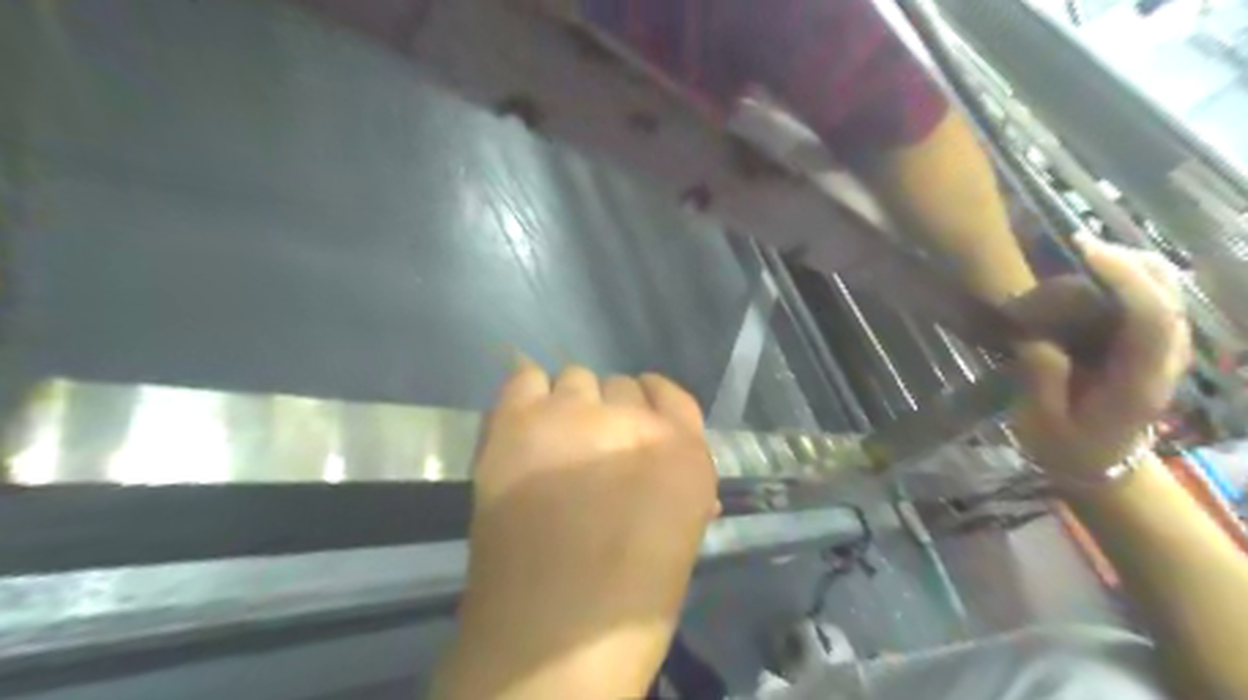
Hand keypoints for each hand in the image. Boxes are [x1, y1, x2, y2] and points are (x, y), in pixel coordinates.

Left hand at [435, 360, 717, 699]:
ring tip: (555, 442)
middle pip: (622, 385)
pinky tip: (525, 427)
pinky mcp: (518, 423)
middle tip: (592, 449)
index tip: (639, 417)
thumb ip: (679, 488)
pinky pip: (526, 378)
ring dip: (571, 405)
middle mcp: (632, 421)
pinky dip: (528, 396)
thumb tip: (668, 465)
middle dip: (611, 413)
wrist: (547, 640)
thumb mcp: (680, 538)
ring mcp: (572, 416)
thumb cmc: (628, 603)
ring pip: (576, 378)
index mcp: (683, 452)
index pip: (672, 395)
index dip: (653, 403)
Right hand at [1014, 236, 1186, 474]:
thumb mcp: (1042, 423)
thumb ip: (1041, 379)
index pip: (1151, 317)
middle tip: (1079, 245)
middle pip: (1170, 294)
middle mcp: (1165, 360)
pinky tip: (1097, 274)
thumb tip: (1035, 336)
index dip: (1125, 278)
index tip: (1085, 252)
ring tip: (1085, 253)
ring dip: (1134, 264)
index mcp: (1138, 381)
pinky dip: (1131, 277)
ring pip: (1169, 292)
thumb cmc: (1067, 448)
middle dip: (1132, 260)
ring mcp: (1166, 352)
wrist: (1103, 468)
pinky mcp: (1154, 348)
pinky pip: (1154, 300)